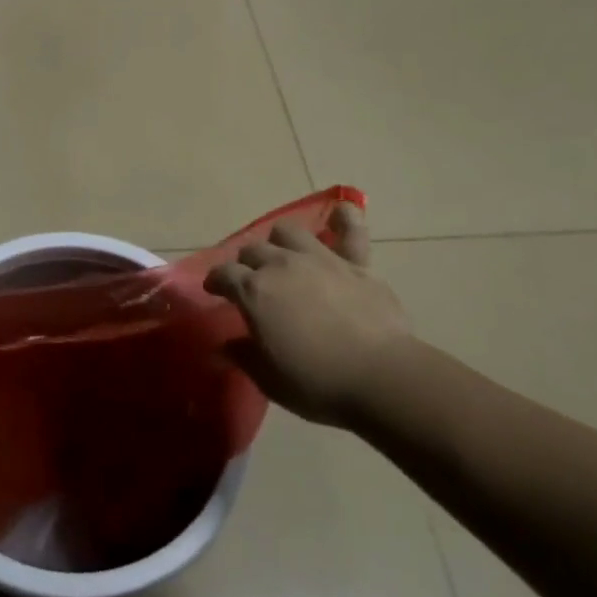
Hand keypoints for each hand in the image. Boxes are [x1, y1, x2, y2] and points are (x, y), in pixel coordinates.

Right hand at [206, 201, 409, 425]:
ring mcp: (319, 259)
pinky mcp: (356, 263)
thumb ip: (243, 356)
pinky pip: (351, 231)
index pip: (223, 274)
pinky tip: (341, 213)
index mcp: (254, 291)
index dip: (216, 281)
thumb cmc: (317, 383)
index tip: (215, 291)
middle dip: (246, 263)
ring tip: (284, 256)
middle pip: (252, 250)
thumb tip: (223, 347)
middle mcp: (281, 265)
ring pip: (288, 231)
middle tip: (251, 282)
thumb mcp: (269, 379)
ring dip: (280, 241)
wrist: (381, 377)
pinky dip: (345, 219)